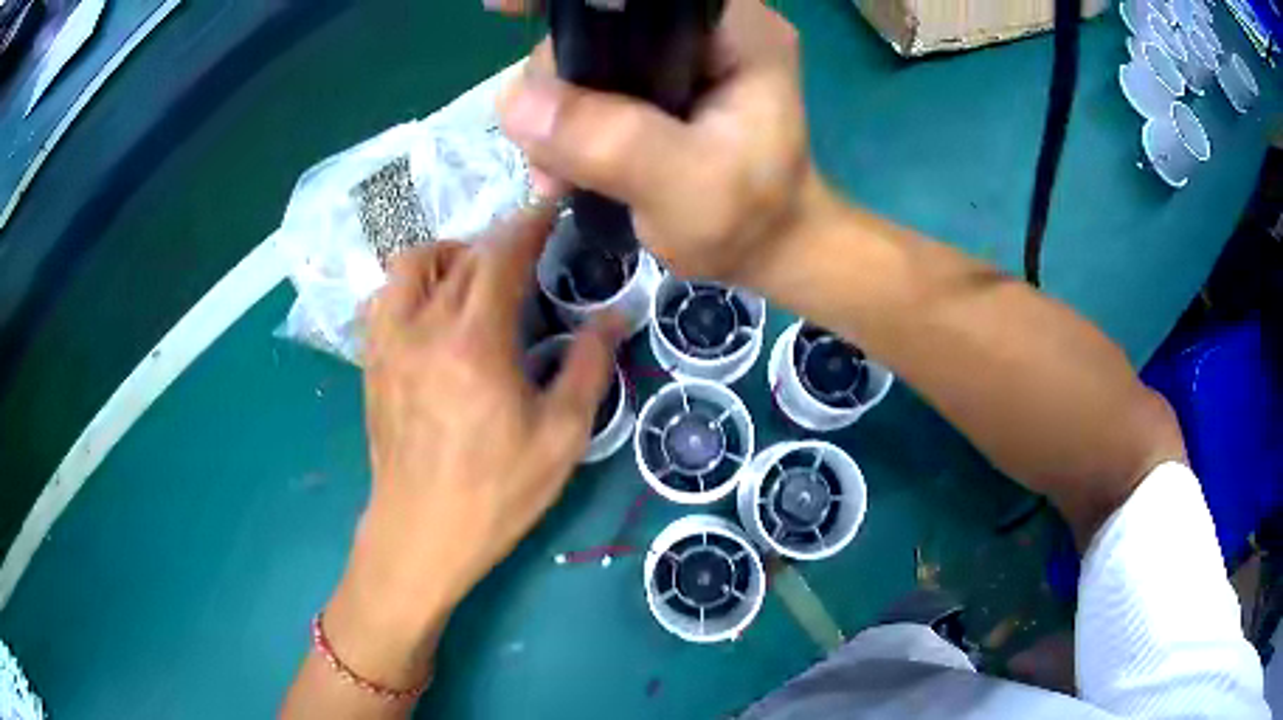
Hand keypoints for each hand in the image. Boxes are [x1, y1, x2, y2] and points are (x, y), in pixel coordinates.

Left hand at [322, 207, 619, 689]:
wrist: (421, 534)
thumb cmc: (496, 492)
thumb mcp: (562, 436)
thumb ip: (588, 366)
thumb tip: (614, 315)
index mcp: (475, 342)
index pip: (502, 255)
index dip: (530, 223)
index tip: (552, 207)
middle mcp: (424, 327)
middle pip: (461, 255)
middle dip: (498, 243)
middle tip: (527, 260)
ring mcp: (389, 342)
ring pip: (412, 265)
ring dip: (448, 257)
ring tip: (473, 282)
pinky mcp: (371, 361)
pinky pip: (385, 297)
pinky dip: (413, 286)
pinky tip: (433, 313)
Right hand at [494, 0, 831, 289]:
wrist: (765, 252)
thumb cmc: (750, 222)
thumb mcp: (688, 188)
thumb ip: (612, 141)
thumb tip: (515, 101)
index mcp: (737, 31)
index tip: (507, 9)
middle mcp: (705, 30)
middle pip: (602, 19)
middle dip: (558, 75)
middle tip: (547, 144)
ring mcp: (676, 56)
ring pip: (584, 54)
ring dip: (555, 110)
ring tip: (558, 173)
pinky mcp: (654, 84)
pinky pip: (587, 85)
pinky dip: (563, 124)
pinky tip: (561, 168)